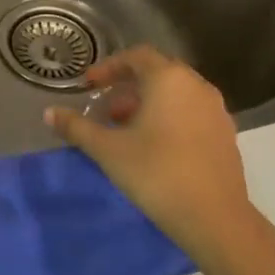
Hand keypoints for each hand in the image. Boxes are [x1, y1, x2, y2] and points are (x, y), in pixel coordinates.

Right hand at [45, 47, 274, 274]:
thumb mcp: (107, 149)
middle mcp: (196, 86)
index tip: (88, 85)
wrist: (214, 217)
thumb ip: (76, 127)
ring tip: (124, 128)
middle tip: (104, 107)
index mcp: (169, 80)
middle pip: (157, 72)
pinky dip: (168, 117)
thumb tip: (49, 113)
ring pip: (175, 94)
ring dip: (147, 103)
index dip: (109, 67)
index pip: (136, 56)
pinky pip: (190, 112)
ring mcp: (216, 111)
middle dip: (127, 86)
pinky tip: (152, 145)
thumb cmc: (155, 172)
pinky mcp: (225, 135)